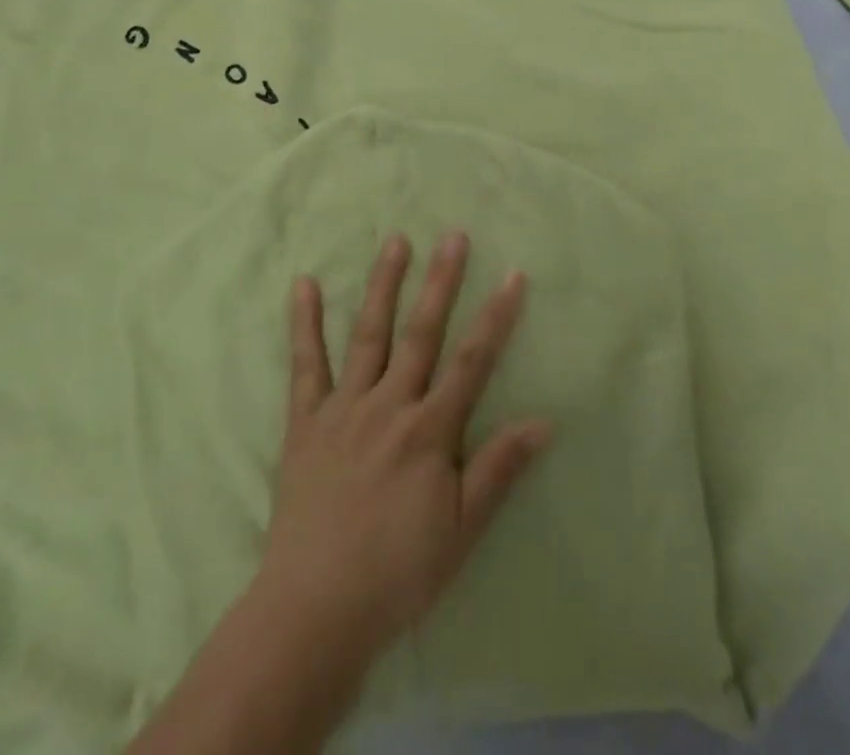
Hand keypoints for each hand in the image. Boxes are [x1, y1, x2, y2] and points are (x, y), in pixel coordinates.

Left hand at [252, 231, 550, 665]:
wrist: (312, 613)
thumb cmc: (397, 572)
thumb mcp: (461, 531)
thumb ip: (499, 469)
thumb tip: (545, 420)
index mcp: (429, 431)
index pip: (473, 361)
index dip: (496, 316)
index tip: (513, 274)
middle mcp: (389, 405)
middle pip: (421, 332)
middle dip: (441, 281)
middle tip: (454, 235)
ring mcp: (343, 409)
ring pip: (368, 335)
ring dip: (383, 284)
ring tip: (396, 240)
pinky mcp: (305, 423)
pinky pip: (304, 366)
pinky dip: (304, 323)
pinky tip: (304, 284)